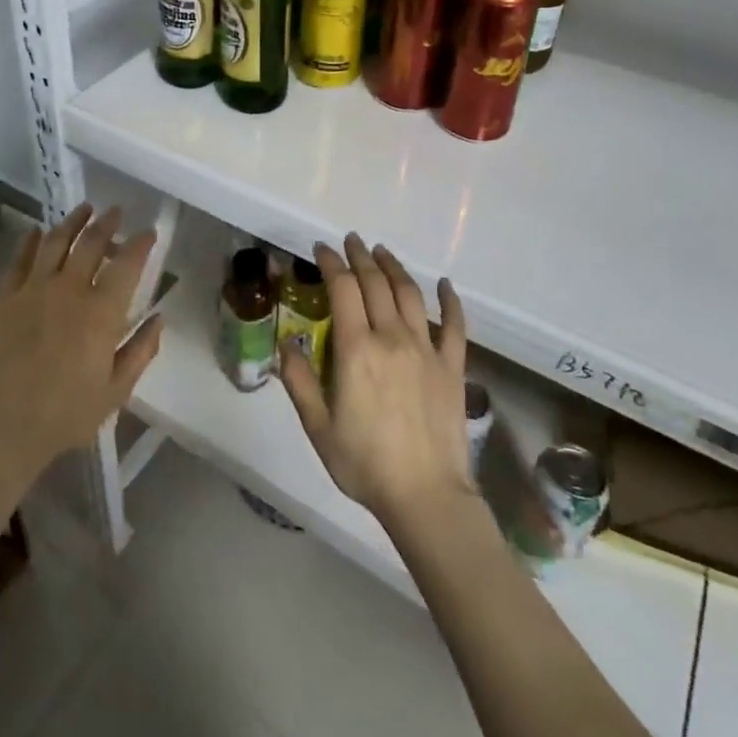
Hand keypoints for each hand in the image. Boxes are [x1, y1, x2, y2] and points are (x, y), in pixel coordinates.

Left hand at [0, 204, 163, 484]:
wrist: (3, 428)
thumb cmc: (67, 415)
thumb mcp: (117, 390)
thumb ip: (141, 350)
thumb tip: (159, 318)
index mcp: (101, 312)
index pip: (127, 264)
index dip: (140, 243)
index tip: (148, 232)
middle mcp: (69, 290)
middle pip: (91, 243)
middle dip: (107, 223)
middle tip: (116, 212)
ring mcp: (32, 290)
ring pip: (55, 242)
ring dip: (72, 222)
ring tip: (84, 209)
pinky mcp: (3, 298)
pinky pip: (18, 260)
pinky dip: (29, 241)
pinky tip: (36, 231)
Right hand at [278, 234, 472, 532]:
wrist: (426, 496)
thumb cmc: (365, 463)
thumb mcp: (318, 427)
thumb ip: (299, 381)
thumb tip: (284, 343)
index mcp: (356, 349)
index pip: (343, 290)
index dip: (331, 263)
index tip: (322, 248)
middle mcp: (392, 338)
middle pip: (376, 283)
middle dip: (360, 256)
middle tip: (350, 240)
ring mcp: (426, 349)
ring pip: (410, 294)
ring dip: (394, 267)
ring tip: (382, 251)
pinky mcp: (452, 366)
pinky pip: (454, 325)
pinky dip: (450, 300)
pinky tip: (444, 284)